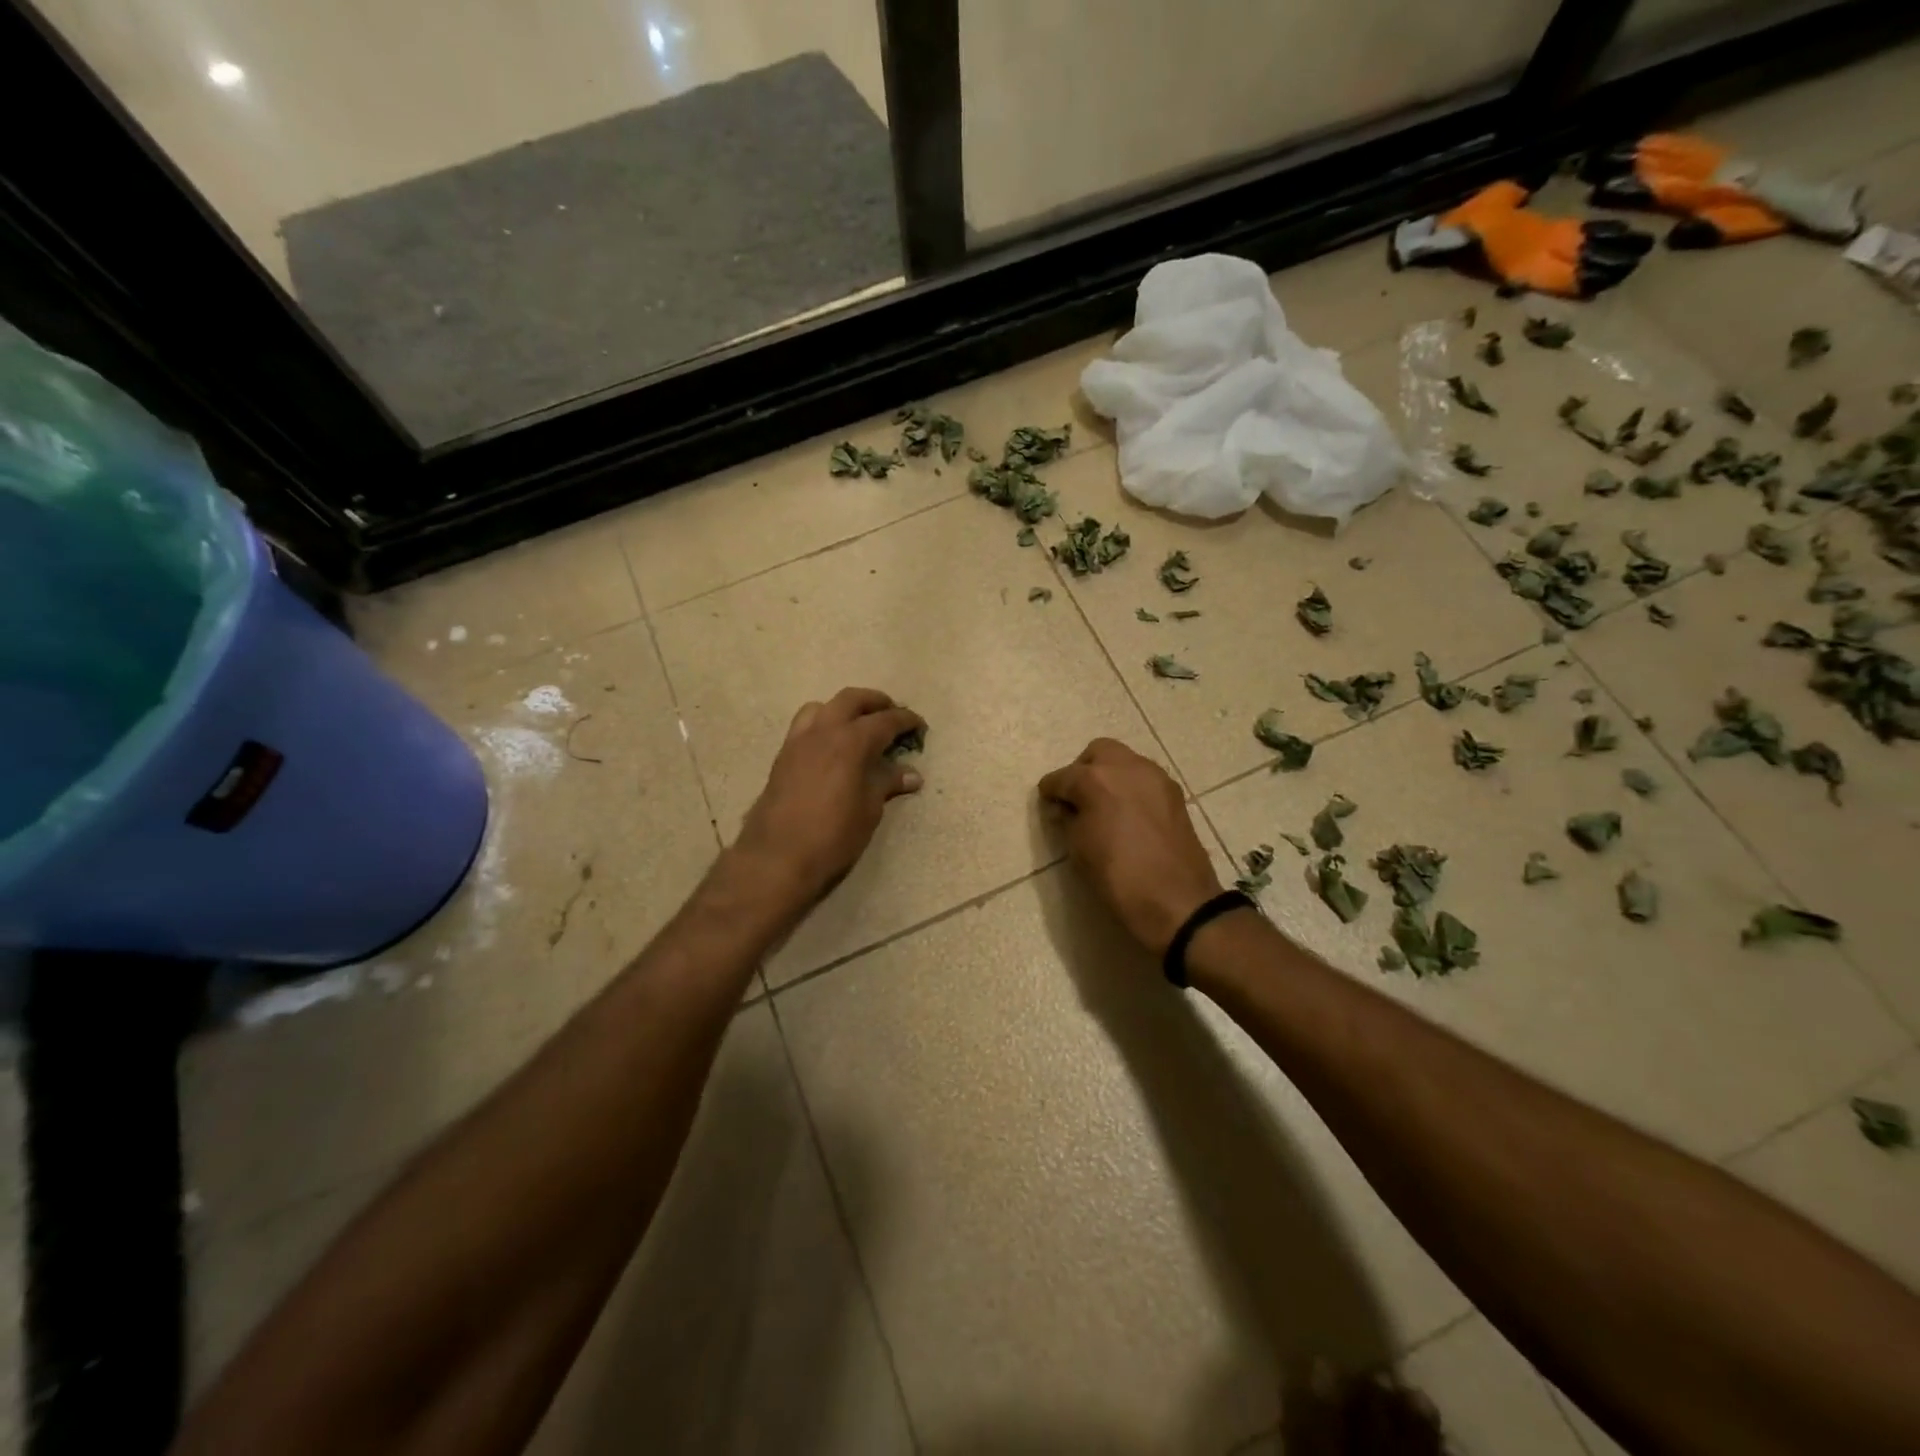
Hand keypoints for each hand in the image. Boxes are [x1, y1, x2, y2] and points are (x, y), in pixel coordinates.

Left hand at [732, 688, 925, 909]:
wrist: (777, 856)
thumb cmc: (833, 835)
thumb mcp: (869, 810)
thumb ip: (888, 783)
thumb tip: (912, 775)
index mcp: (851, 741)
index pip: (885, 720)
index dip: (906, 720)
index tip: (920, 725)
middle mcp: (824, 731)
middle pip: (852, 699)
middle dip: (876, 702)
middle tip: (892, 714)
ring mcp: (799, 741)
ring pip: (823, 707)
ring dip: (844, 709)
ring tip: (858, 726)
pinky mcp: (783, 756)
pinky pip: (805, 725)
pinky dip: (823, 724)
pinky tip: (831, 747)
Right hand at [1038, 738, 1223, 955]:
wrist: (1177, 901)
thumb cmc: (1118, 877)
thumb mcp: (1079, 849)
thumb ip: (1068, 820)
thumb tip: (1066, 808)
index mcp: (1095, 779)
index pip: (1062, 777)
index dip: (1051, 791)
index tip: (1048, 803)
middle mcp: (1126, 767)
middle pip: (1097, 752)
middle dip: (1083, 770)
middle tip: (1077, 798)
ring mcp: (1155, 777)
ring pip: (1125, 760)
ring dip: (1110, 775)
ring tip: (1104, 806)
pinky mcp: (1174, 793)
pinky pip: (1145, 778)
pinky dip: (1131, 787)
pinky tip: (1128, 814)